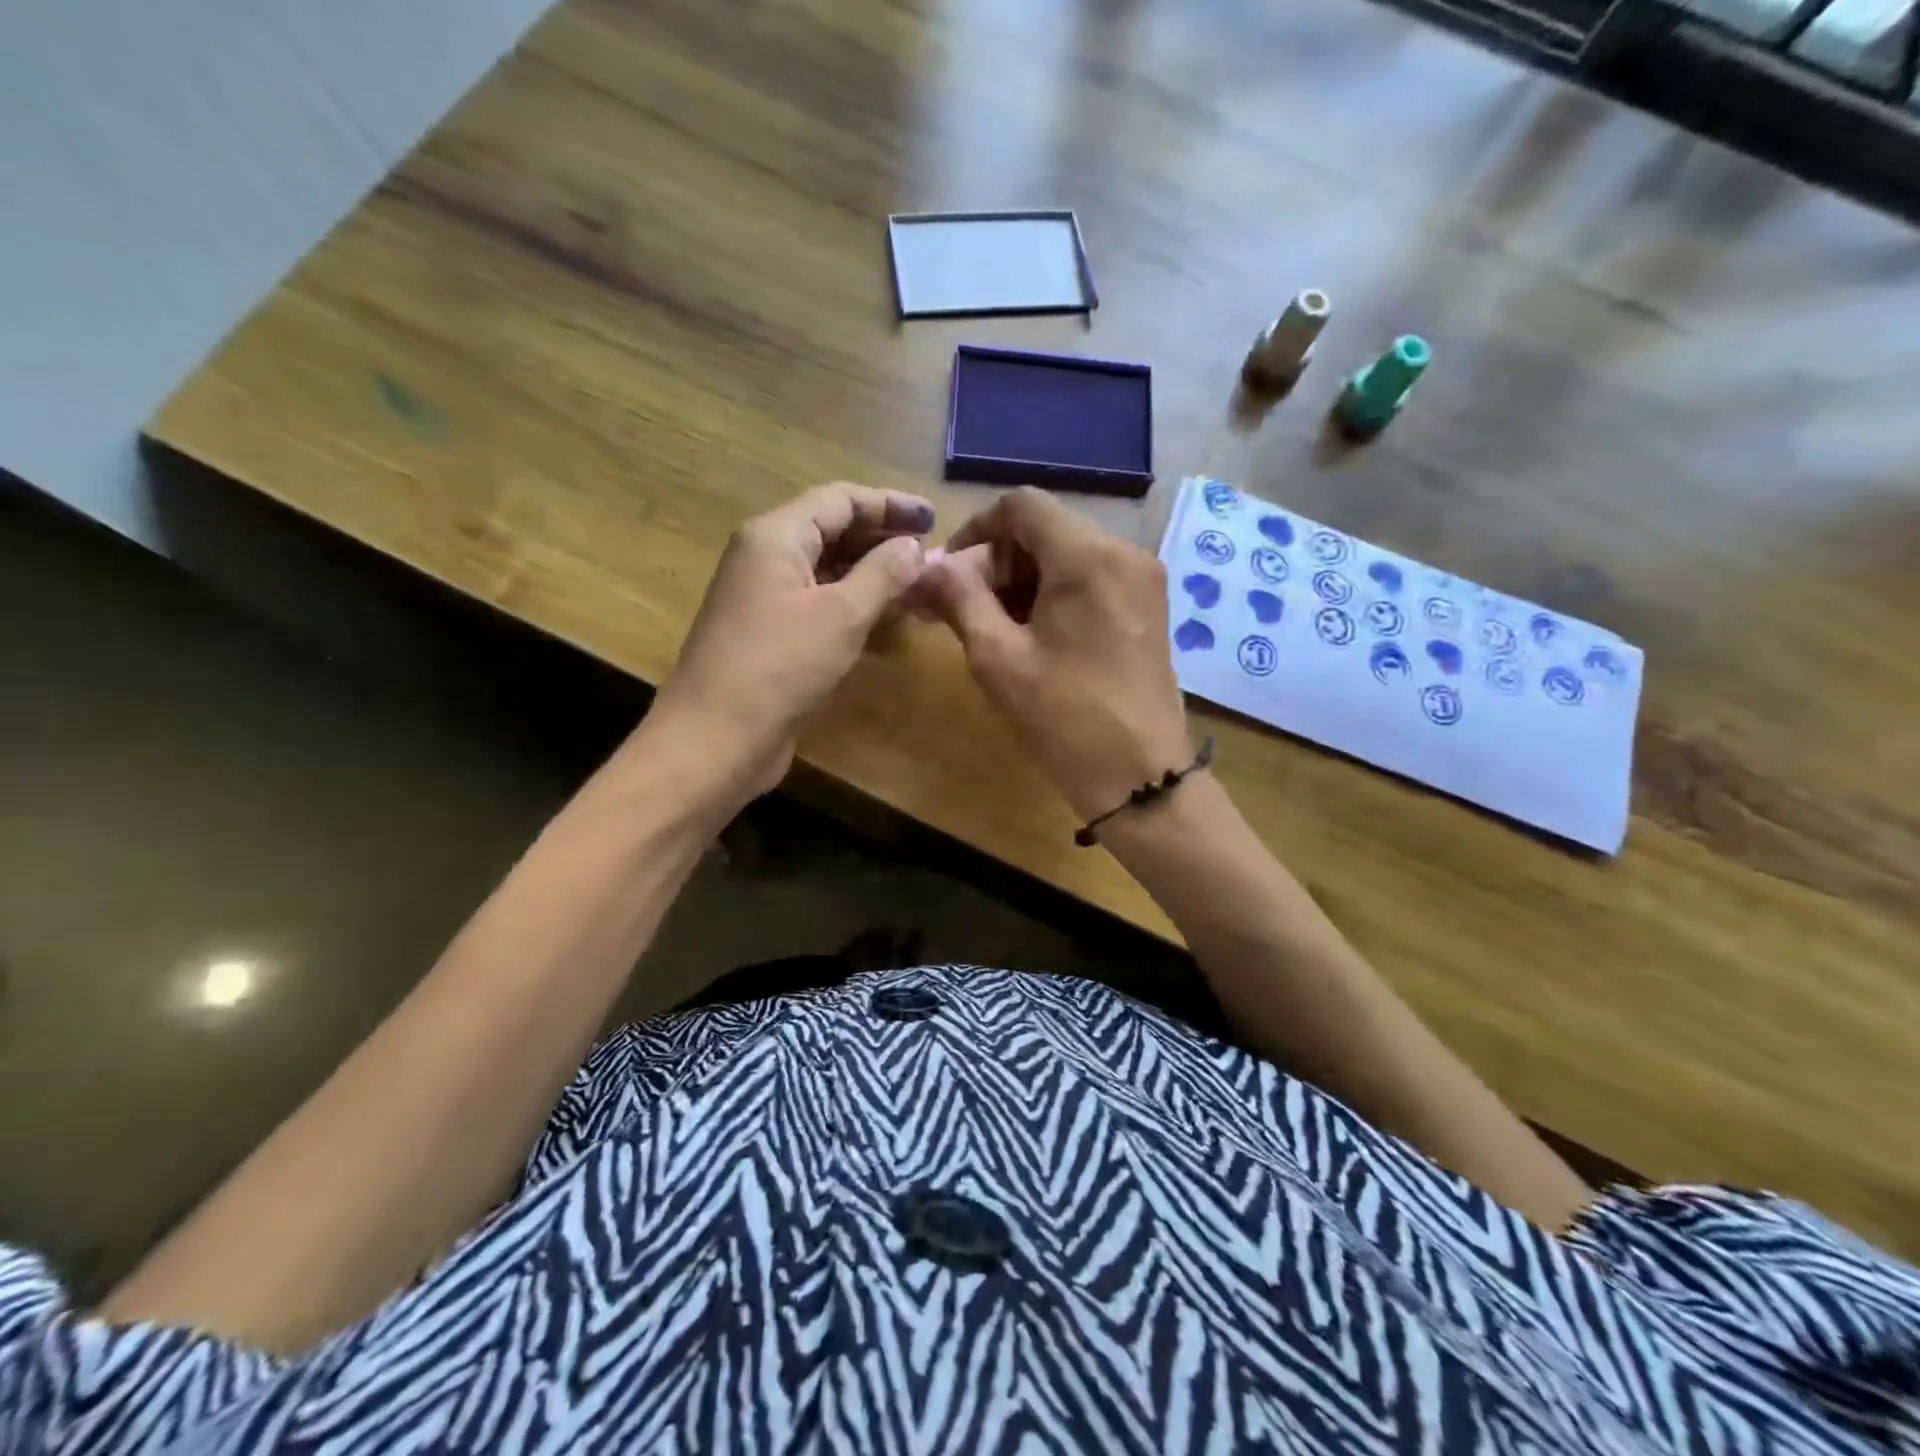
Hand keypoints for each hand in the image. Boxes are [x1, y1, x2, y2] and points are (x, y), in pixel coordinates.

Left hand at [651, 482, 934, 801]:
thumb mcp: (841, 615)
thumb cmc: (779, 668)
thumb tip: (914, 545)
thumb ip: (882, 573)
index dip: (890, 504)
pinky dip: (854, 604)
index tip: (934, 519)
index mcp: (775, 536)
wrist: (716, 740)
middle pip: (832, 529)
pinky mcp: (771, 634)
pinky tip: (887, 618)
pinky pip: (819, 603)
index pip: (840, 499)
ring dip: (872, 573)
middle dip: (883, 538)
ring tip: (919, 585)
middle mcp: (766, 557)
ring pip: (827, 569)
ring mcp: (766, 597)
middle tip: (933, 554)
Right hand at [922, 487, 1191, 820]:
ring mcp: (1143, 580)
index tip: (950, 573)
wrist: (1141, 778)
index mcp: (1088, 557)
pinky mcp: (1148, 608)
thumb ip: (960, 600)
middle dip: (997, 561)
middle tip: (963, 608)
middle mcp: (1124, 553)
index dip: (976, 530)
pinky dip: (1054, 594)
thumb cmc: (1065, 719)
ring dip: (1023, 580)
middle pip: (1046, 529)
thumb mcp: (999, 659)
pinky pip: (1092, 579)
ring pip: (1068, 554)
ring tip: (993, 629)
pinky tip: (1032, 636)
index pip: (1022, 505)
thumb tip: (926, 566)